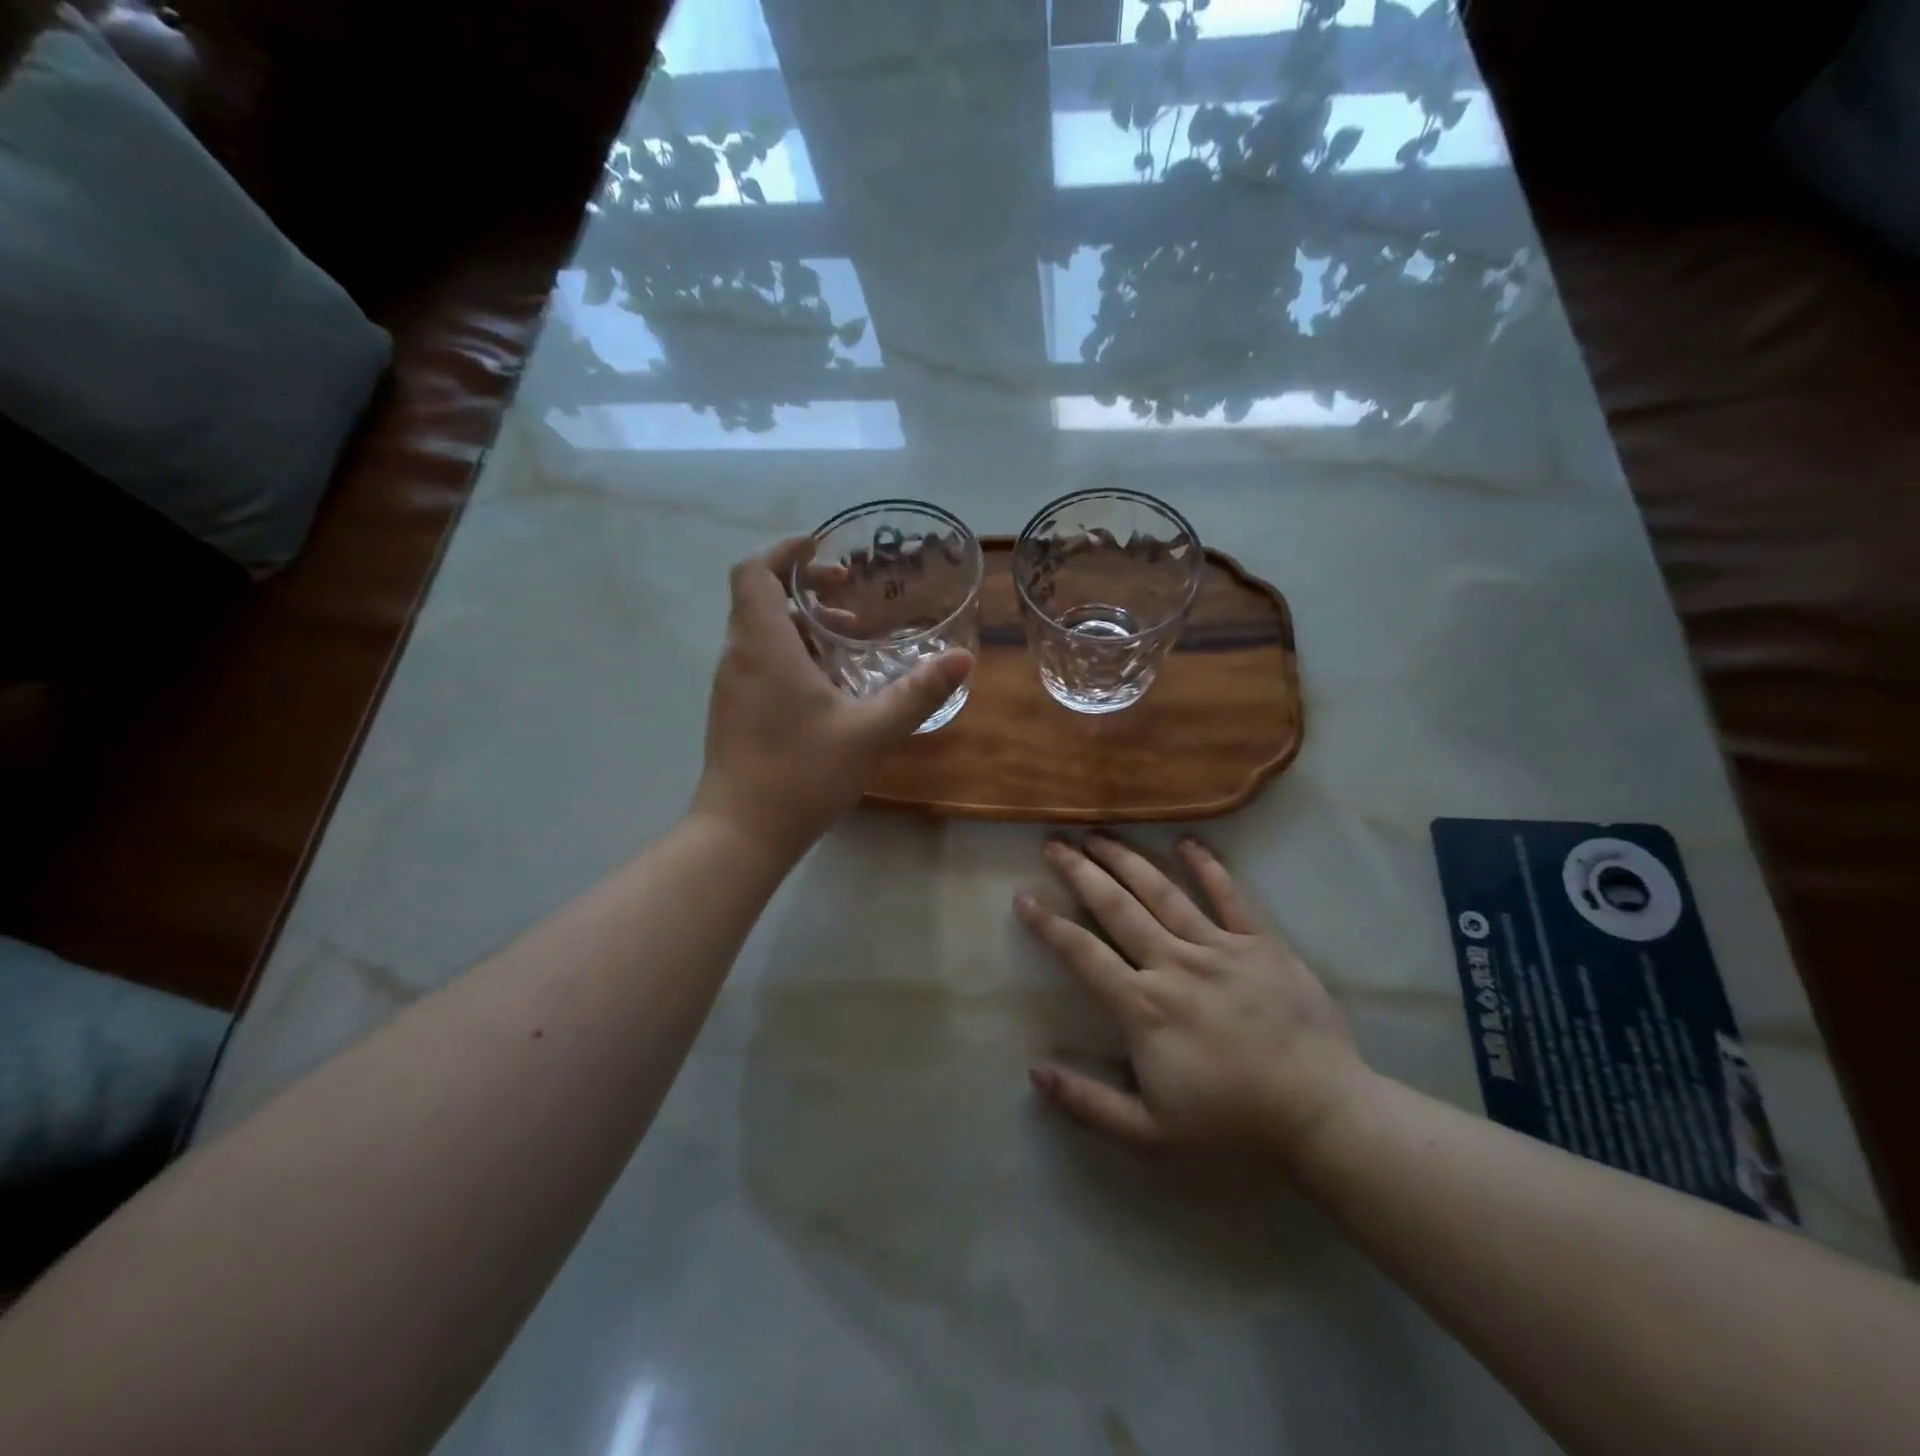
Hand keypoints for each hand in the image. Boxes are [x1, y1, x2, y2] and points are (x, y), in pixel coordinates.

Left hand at [692, 538, 972, 861]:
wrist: (741, 834)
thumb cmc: (801, 774)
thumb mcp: (870, 731)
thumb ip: (917, 692)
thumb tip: (963, 659)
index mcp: (764, 645)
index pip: (755, 571)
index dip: (784, 551)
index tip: (821, 549)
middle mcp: (739, 656)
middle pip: (760, 598)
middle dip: (806, 589)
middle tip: (851, 597)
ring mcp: (731, 686)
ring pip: (762, 632)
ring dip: (803, 625)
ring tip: (851, 642)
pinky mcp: (734, 711)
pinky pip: (760, 661)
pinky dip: (792, 654)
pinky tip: (829, 686)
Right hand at [1017, 834, 1372, 1175]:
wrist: (1325, 1118)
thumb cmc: (1235, 1129)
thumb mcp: (1152, 1136)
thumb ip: (1090, 1105)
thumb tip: (1034, 1073)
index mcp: (1144, 1008)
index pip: (1082, 955)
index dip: (1048, 925)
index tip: (1023, 897)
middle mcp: (1174, 965)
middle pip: (1117, 908)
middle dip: (1081, 872)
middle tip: (1055, 842)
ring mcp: (1220, 948)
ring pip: (1163, 893)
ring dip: (1126, 860)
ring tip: (1099, 834)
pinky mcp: (1262, 945)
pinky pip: (1230, 896)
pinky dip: (1207, 866)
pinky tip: (1186, 841)